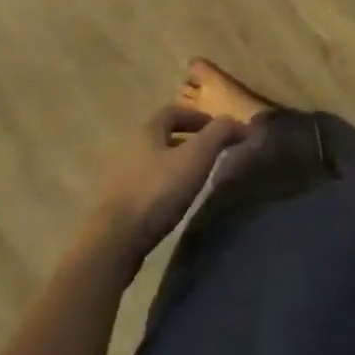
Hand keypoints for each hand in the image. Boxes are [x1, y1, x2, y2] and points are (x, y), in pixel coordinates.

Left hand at [88, 106, 249, 265]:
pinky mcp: (114, 205)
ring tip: (193, 180)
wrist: (113, 242)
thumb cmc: (157, 191)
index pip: (172, 112)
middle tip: (208, 153)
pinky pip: (143, 184)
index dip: (196, 116)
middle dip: (186, 140)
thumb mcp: (196, 157)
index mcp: (146, 131)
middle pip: (160, 136)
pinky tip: (172, 202)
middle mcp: (128, 147)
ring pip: (151, 161)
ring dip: (173, 165)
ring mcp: (118, 177)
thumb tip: (241, 123)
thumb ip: (219, 134)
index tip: (216, 127)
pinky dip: (161, 185)